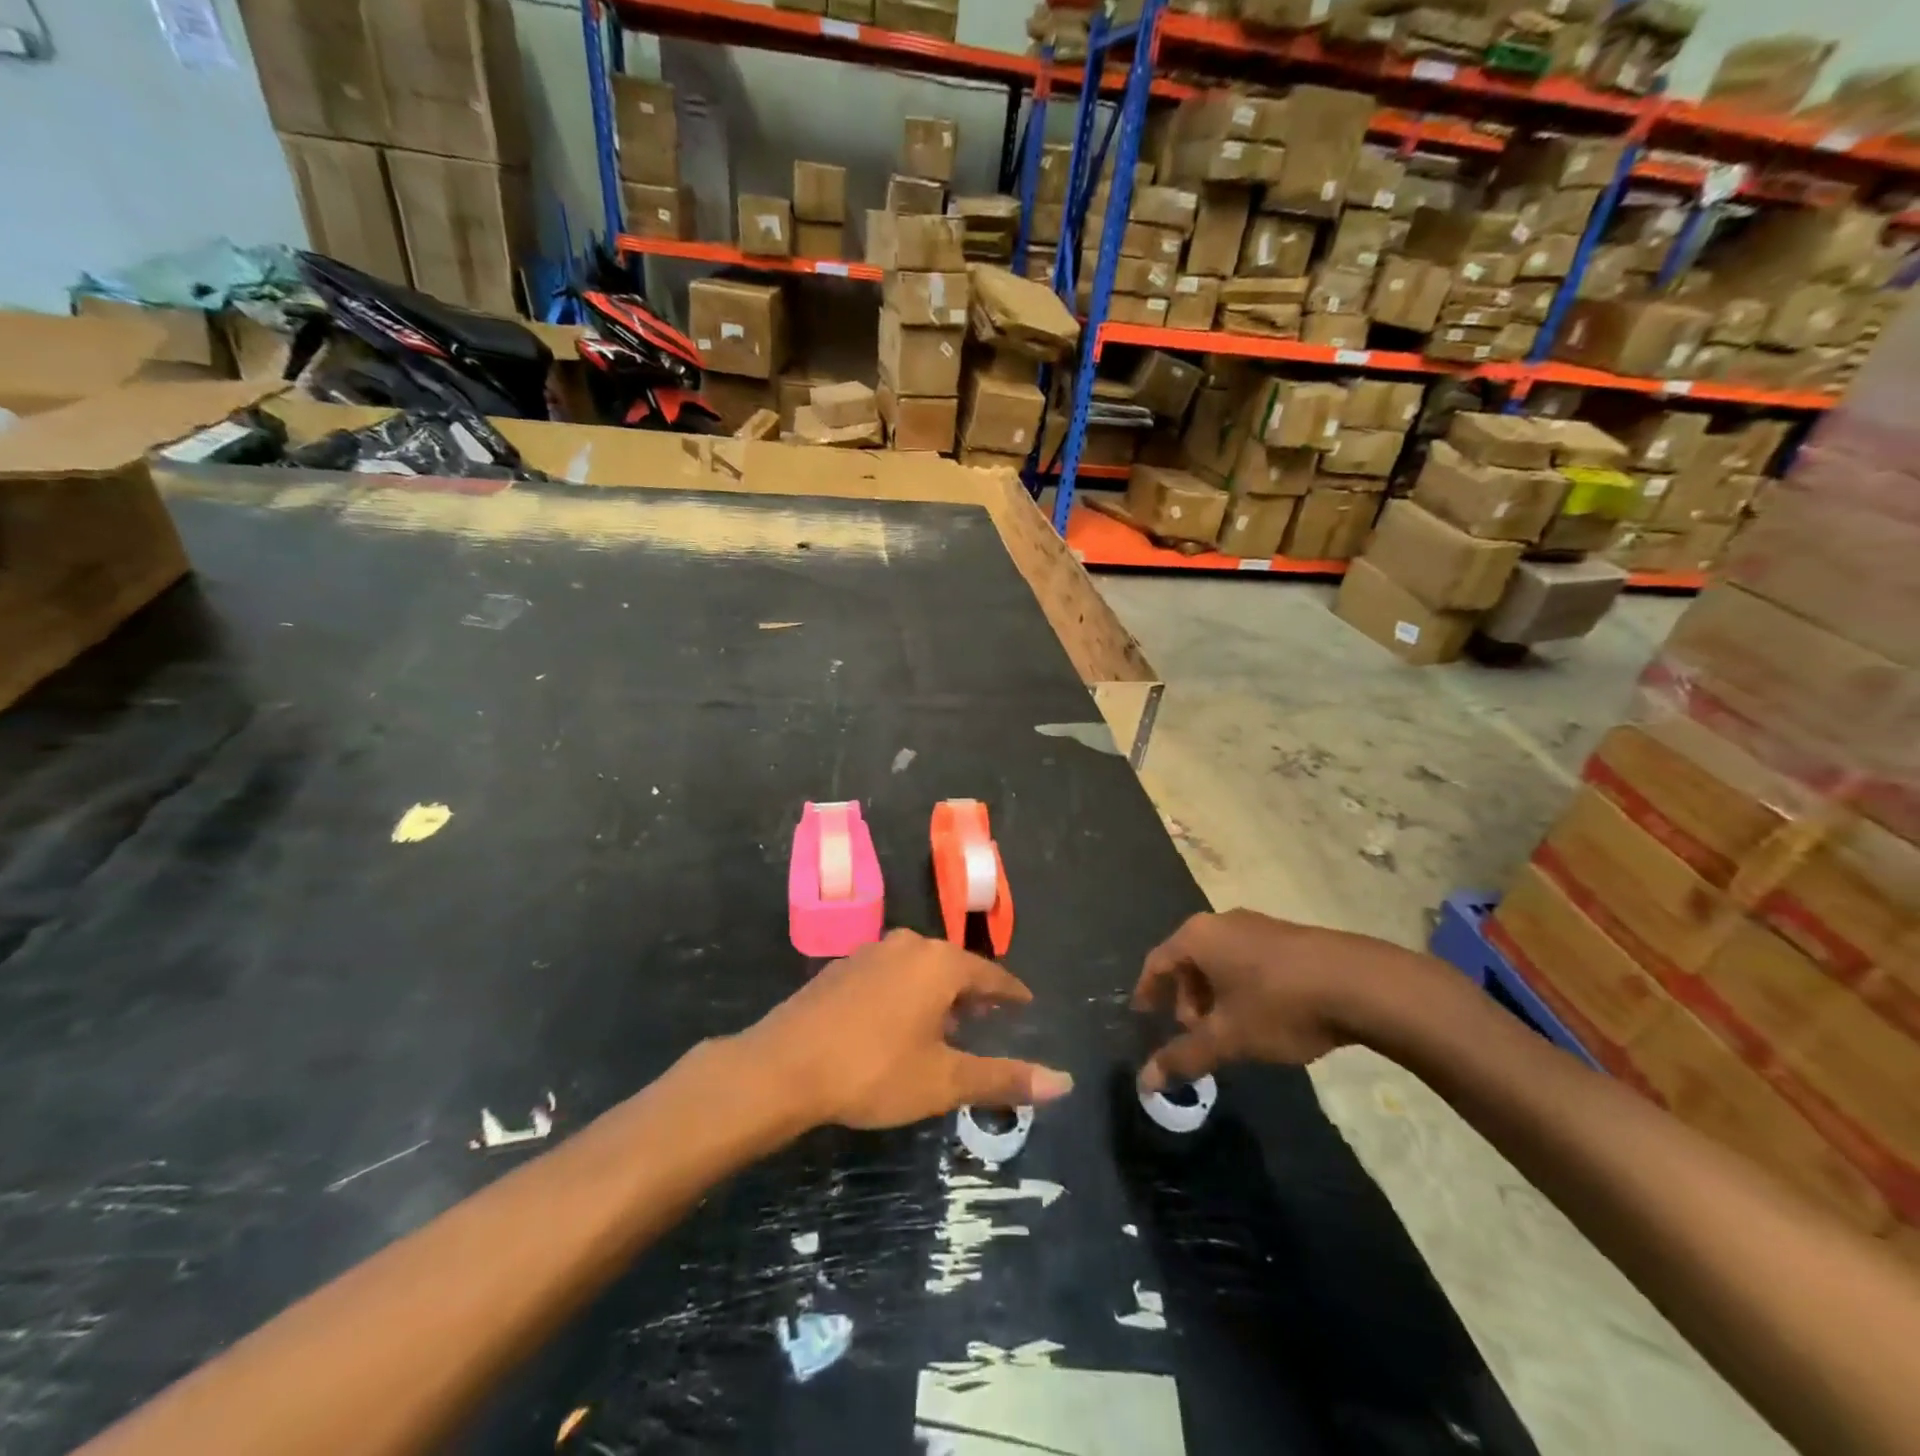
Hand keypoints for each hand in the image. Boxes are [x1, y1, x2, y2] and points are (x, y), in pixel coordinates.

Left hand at [742, 930, 1073, 1130]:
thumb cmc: (874, 1070)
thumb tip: (1065, 1083)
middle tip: (987, 1018)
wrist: (784, 1066)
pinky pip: (889, 973)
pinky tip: (896, 1023)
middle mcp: (907, 945)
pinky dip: (905, 992)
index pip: (990, 974)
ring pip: (918, 968)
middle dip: (973, 992)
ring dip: (936, 992)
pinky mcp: (841, 967)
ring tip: (945, 1024)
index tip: (1025, 1004)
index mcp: (939, 963)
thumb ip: (1003, 1078)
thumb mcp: (944, 1081)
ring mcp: (870, 951)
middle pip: (953, 966)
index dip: (1011, 992)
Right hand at [1131, 911, 1415, 1090]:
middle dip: (1185, 998)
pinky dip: (1239, 985)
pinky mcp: (1287, 936)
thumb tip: (1145, 1083)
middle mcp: (1221, 922)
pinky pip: (1246, 959)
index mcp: (1198, 937)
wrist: (1361, 983)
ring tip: (1228, 1030)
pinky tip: (1261, 1015)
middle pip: (1188, 960)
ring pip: (1220, 960)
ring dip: (1213, 994)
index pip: (1157, 961)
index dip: (1147, 991)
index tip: (1142, 1015)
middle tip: (1193, 1033)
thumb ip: (1185, 1057)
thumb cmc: (1280, 1004)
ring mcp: (1257, 925)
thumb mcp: (1229, 1037)